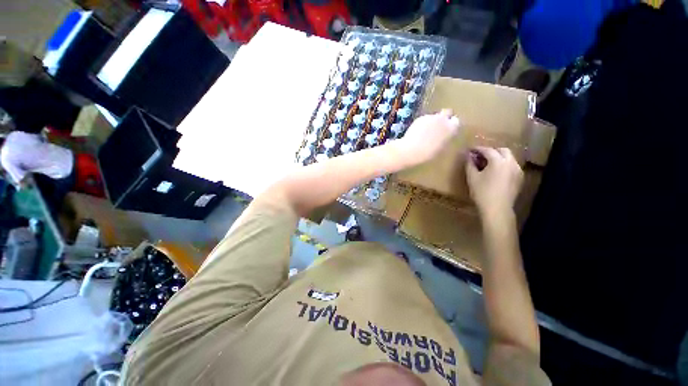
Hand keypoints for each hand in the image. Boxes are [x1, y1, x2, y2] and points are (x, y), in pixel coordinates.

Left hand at [396, 109, 459, 163]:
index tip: (448, 130)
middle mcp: (443, 119)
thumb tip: (445, 135)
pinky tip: (418, 132)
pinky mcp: (420, 118)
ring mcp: (431, 117)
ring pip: (435, 116)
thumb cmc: (428, 154)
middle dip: (444, 118)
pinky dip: (423, 123)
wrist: (412, 151)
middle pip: (447, 113)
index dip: (452, 125)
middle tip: (438, 127)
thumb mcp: (442, 148)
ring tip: (426, 132)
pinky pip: (424, 119)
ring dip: (432, 121)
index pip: (456, 121)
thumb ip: (446, 138)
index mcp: (451, 128)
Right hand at [466, 147, 522, 220]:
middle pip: (502, 150)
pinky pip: (512, 166)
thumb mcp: (472, 177)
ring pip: (509, 158)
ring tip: (488, 164)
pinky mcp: (519, 178)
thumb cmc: (482, 192)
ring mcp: (517, 170)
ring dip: (499, 157)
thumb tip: (468, 156)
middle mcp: (511, 163)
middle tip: (481, 156)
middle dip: (491, 151)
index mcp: (498, 161)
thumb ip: (470, 164)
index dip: (478, 149)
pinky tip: (496, 172)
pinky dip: (504, 165)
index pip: (488, 150)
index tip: (471, 150)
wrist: (497, 208)